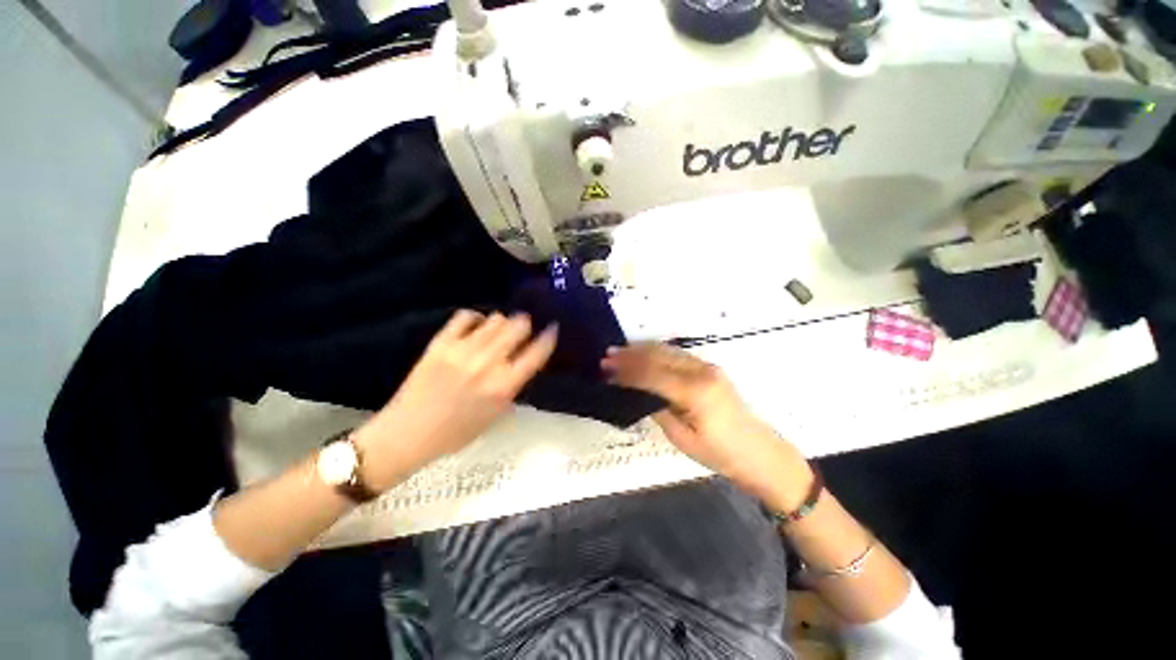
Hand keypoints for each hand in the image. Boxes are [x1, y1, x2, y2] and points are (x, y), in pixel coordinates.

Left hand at [354, 310, 557, 490]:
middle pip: (518, 326)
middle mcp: (487, 364)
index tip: (552, 328)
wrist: (408, 434)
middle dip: (525, 324)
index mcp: (504, 386)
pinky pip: (465, 317)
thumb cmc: (457, 433)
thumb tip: (523, 360)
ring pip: (495, 319)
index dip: (549, 336)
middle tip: (522, 329)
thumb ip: (513, 385)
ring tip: (499, 330)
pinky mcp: (441, 343)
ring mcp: (463, 351)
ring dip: (503, 323)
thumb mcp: (495, 415)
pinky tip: (476, 326)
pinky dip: (476, 318)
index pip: (536, 352)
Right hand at [602, 343, 811, 507]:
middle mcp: (701, 371)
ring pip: (667, 351)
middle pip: (658, 356)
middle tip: (607, 357)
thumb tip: (637, 391)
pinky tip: (642, 354)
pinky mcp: (709, 368)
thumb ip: (658, 409)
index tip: (606, 369)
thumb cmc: (720, 454)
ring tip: (618, 353)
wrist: (759, 452)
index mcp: (695, 392)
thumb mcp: (681, 438)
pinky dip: (655, 353)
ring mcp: (707, 366)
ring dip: (641, 351)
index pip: (652, 374)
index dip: (627, 371)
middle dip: (630, 356)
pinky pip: (676, 354)